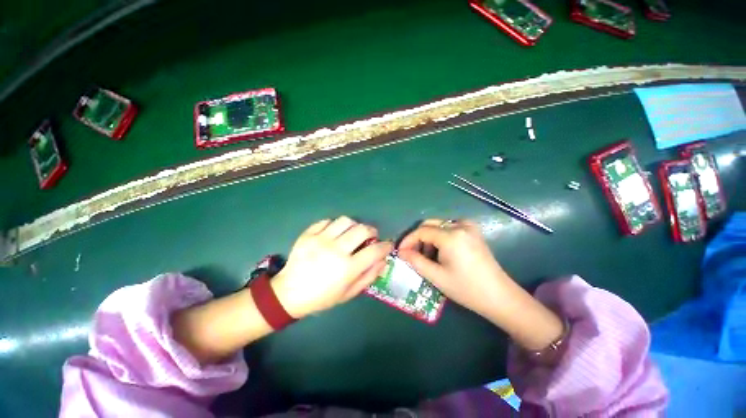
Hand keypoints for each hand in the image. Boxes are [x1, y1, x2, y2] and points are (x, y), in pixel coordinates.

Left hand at [272, 216, 393, 317]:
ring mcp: (320, 239)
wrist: (289, 293)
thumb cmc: (322, 297)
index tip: (388, 245)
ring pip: (346, 221)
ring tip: (352, 233)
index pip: (375, 251)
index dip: (386, 246)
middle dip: (372, 231)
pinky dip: (335, 225)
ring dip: (354, 226)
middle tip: (371, 237)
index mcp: (347, 268)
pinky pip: (327, 221)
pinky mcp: (308, 234)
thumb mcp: (349, 293)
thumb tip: (383, 260)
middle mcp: (336, 250)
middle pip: (362, 229)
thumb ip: (369, 275)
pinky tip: (334, 233)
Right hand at [397, 219, 511, 318]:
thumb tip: (401, 252)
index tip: (400, 252)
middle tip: (412, 254)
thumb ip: (415, 261)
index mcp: (451, 236)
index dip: (408, 240)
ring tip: (428, 257)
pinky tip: (442, 251)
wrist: (499, 296)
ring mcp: (469, 227)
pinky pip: (450, 227)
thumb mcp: (436, 276)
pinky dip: (441, 236)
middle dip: (418, 239)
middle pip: (430, 225)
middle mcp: (460, 225)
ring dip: (429, 238)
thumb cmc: (466, 289)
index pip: (421, 231)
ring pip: (439, 226)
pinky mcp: (474, 232)